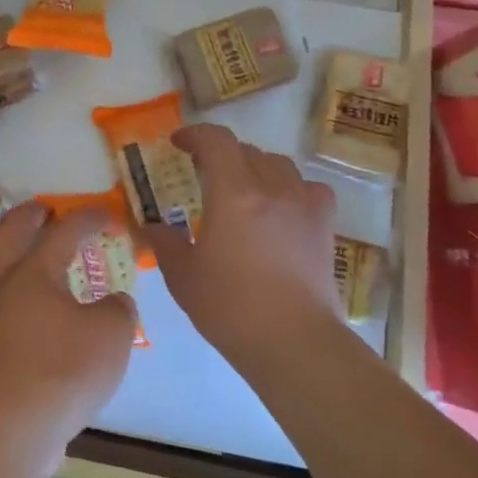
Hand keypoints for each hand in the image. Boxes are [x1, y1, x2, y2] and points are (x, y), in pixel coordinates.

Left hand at [0, 203, 137, 477]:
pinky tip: (52, 312)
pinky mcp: (1, 350)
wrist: (17, 421)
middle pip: (8, 237)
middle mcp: (10, 287)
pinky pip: (14, 308)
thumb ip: (118, 309)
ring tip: (46, 259)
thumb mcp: (111, 331)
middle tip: (45, 210)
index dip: (88, 218)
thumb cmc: (65, 364)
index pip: (63, 231)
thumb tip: (114, 303)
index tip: (108, 214)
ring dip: (21, 258)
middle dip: (26, 219)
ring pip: (4, 274)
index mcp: (35, 271)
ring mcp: (0, 319)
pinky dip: (30, 298)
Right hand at [142, 124, 341, 372]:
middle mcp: (271, 188)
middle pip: (246, 150)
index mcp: (233, 193)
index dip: (195, 134)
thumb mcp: (182, 275)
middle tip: (202, 175)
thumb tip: (153, 225)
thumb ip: (164, 241)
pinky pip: (308, 188)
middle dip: (220, 155)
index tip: (178, 144)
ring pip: (278, 165)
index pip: (216, 141)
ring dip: (254, 168)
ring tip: (240, 190)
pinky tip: (280, 208)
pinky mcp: (324, 226)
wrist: (294, 342)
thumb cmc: (230, 307)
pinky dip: (290, 188)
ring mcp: (303, 205)